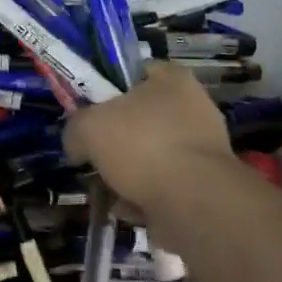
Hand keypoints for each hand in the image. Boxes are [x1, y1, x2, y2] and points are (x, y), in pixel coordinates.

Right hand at [63, 63, 236, 211]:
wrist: (194, 203)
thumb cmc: (142, 146)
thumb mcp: (88, 127)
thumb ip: (75, 129)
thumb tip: (77, 145)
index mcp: (173, 79)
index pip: (135, 72)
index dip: (108, 89)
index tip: (90, 112)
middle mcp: (194, 107)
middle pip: (142, 118)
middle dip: (117, 140)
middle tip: (95, 155)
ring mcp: (203, 148)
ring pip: (152, 155)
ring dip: (129, 173)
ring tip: (108, 189)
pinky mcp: (206, 185)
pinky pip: (165, 185)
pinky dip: (145, 197)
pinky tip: (128, 208)